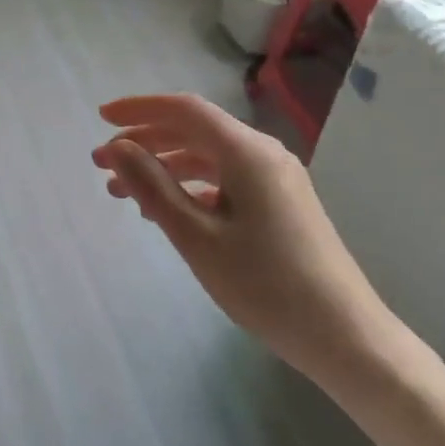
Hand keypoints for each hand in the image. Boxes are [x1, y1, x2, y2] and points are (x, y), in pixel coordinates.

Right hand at [94, 94, 444, 445]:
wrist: (344, 336)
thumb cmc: (265, 285)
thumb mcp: (197, 237)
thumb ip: (153, 187)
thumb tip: (118, 147)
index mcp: (247, 152)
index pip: (184, 109)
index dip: (139, 109)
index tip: (99, 118)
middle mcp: (264, 154)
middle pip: (195, 131)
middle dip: (145, 142)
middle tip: (102, 165)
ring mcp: (277, 179)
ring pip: (209, 157)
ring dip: (165, 167)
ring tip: (124, 193)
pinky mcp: (281, 204)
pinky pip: (227, 180)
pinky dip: (192, 187)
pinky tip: (169, 211)